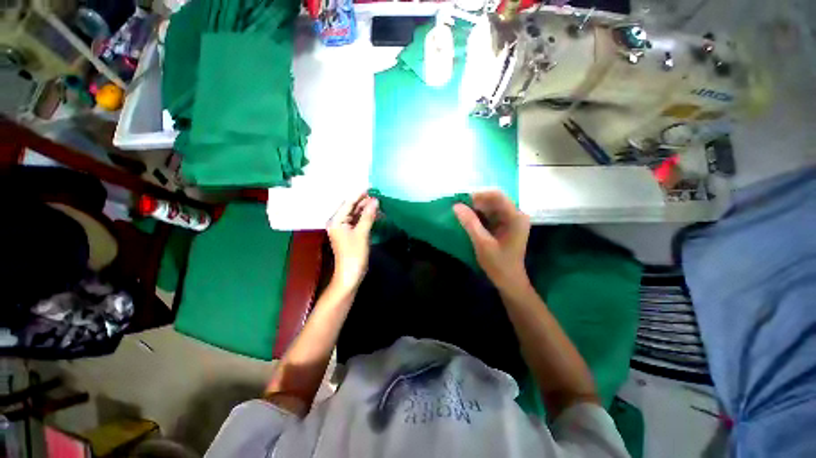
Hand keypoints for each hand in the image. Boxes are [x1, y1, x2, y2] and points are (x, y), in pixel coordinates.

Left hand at [327, 192, 378, 292]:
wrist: (350, 274)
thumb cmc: (354, 254)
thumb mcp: (362, 233)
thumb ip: (368, 216)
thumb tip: (375, 200)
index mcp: (336, 221)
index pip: (348, 203)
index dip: (360, 194)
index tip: (371, 187)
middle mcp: (337, 222)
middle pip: (351, 207)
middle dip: (363, 201)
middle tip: (377, 194)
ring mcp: (343, 228)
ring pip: (355, 214)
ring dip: (365, 209)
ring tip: (378, 202)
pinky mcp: (349, 234)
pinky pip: (357, 221)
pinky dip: (365, 217)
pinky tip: (375, 214)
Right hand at [454, 190, 530, 290]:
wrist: (508, 281)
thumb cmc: (498, 264)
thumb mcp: (482, 243)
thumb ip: (470, 223)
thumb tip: (456, 206)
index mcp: (515, 217)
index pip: (497, 195)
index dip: (478, 194)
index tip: (461, 200)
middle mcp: (515, 214)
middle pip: (493, 199)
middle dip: (475, 201)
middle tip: (457, 207)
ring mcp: (509, 219)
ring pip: (489, 206)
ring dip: (474, 208)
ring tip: (460, 212)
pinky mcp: (503, 225)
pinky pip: (489, 214)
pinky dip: (477, 215)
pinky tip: (467, 219)